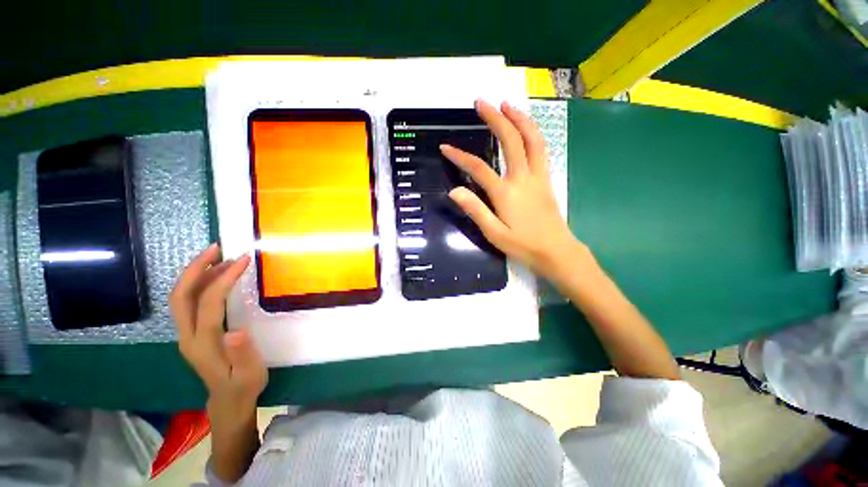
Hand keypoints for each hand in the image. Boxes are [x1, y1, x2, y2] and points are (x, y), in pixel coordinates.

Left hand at [170, 244, 266, 430]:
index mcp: (203, 344)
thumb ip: (243, 354)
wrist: (228, 400)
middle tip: (217, 248)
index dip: (223, 279)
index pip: (207, 304)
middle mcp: (188, 336)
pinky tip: (216, 276)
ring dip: (196, 273)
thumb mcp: (249, 373)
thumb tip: (236, 331)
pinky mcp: (192, 332)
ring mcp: (187, 333)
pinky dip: (200, 284)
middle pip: (181, 296)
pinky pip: (189, 302)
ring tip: (219, 256)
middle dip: (195, 269)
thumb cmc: (243, 385)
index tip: (243, 261)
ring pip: (182, 297)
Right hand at [441, 99, 579, 276]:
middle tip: (481, 102)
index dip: (460, 156)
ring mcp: (538, 176)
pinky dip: (531, 133)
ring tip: (506, 105)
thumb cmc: (524, 245)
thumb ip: (475, 210)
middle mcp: (523, 178)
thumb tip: (454, 191)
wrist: (557, 251)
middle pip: (510, 140)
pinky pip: (540, 149)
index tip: (446, 147)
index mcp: (506, 192)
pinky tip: (525, 129)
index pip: (479, 167)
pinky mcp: (546, 179)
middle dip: (495, 118)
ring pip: (531, 139)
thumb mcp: (494, 233)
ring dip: (519, 118)